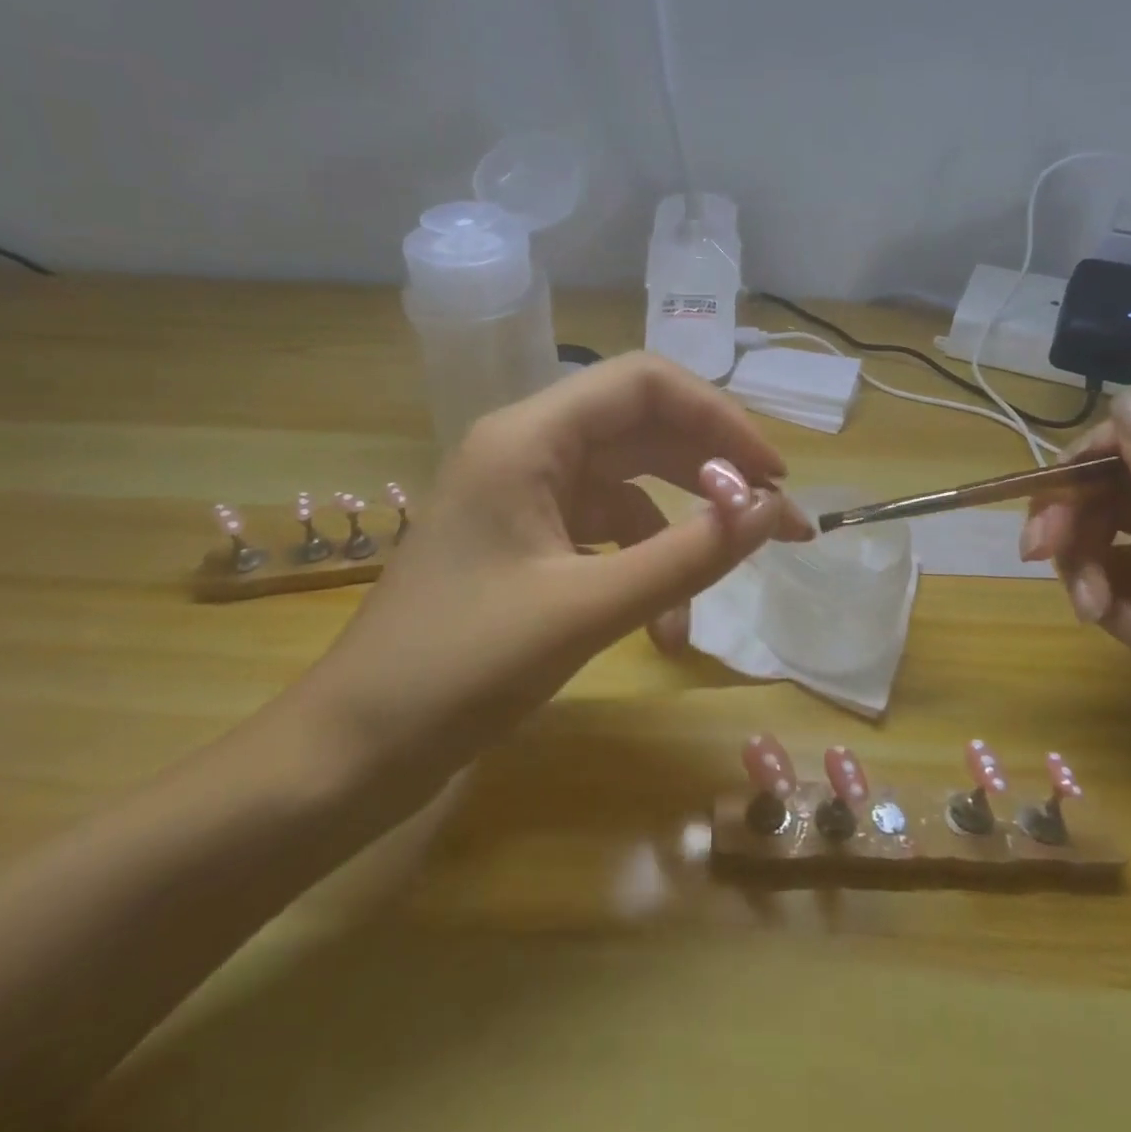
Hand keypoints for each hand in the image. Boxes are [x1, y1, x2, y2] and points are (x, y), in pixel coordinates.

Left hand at [287, 353, 812, 822]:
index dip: (717, 417)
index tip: (771, 475)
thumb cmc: (459, 669)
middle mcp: (525, 449)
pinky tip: (660, 628)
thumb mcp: (586, 609)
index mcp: (527, 437)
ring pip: (627, 487)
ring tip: (713, 595)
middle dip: (711, 474)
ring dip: (677, 535)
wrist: (355, 747)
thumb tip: (769, 512)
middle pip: (641, 429)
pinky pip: (602, 533)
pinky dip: (640, 568)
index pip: (643, 383)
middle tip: (775, 524)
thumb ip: (686, 555)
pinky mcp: (523, 540)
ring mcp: (523, 496)